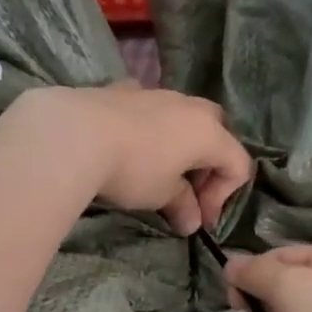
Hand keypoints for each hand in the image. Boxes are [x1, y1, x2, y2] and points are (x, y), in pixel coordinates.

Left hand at [13, 84, 253, 235]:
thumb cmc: (132, 169)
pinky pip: (148, 109)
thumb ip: (182, 206)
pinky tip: (126, 146)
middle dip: (207, 164)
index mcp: (209, 132)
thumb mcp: (161, 195)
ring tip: (155, 171)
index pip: (237, 164)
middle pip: (216, 132)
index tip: (198, 220)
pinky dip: (148, 128)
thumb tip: (192, 222)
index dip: (223, 197)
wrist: (74, 134)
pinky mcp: (122, 89)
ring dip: (178, 145)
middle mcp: (188, 106)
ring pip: (181, 116)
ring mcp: (155, 92)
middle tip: (185, 191)